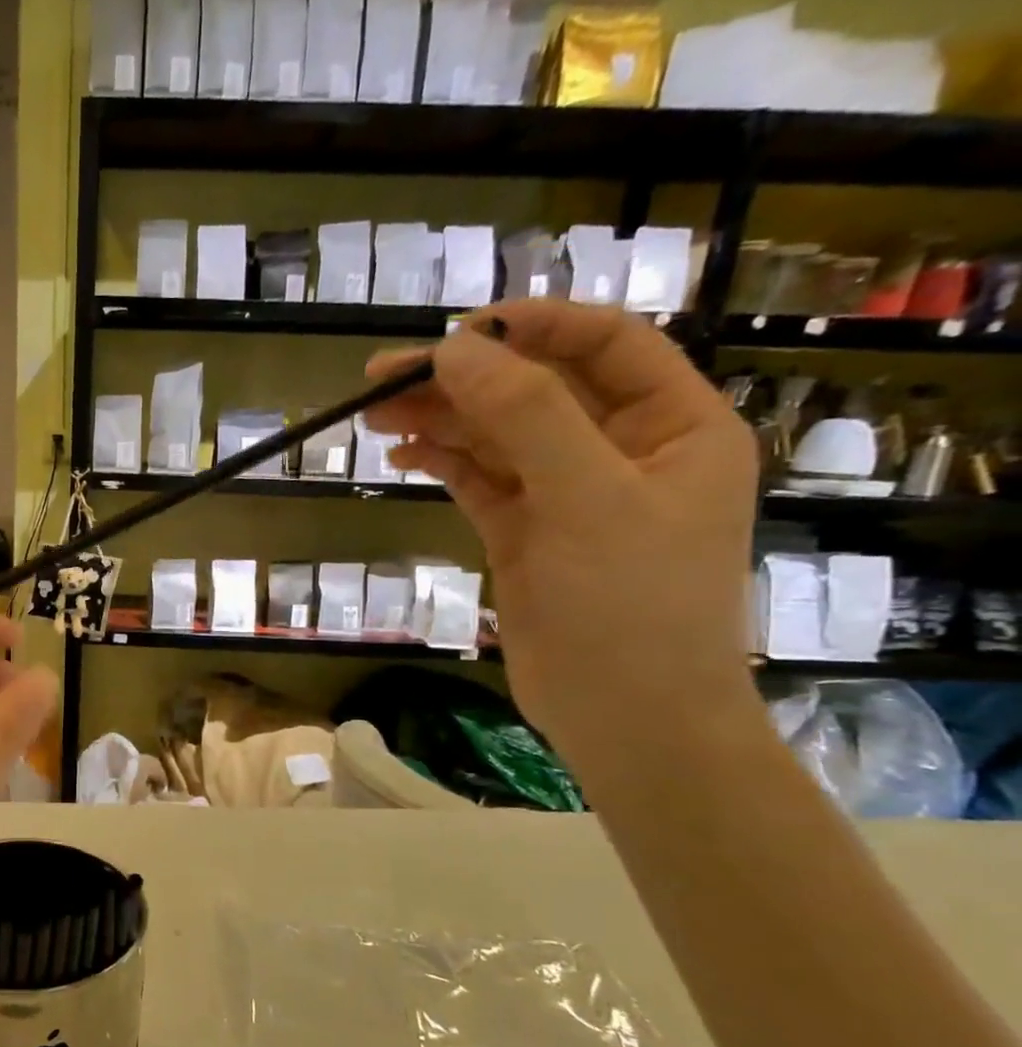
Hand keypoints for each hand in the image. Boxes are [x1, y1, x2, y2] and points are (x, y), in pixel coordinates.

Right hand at [365, 300, 759, 770]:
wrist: (626, 718)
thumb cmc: (632, 606)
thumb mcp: (587, 498)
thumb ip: (527, 415)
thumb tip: (455, 350)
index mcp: (673, 426)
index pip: (605, 345)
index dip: (531, 327)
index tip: (454, 332)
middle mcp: (622, 451)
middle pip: (534, 391)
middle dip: (463, 379)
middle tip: (382, 379)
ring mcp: (569, 495)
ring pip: (498, 437)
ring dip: (440, 421)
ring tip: (373, 415)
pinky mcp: (525, 534)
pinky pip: (481, 480)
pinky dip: (443, 463)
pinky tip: (403, 455)